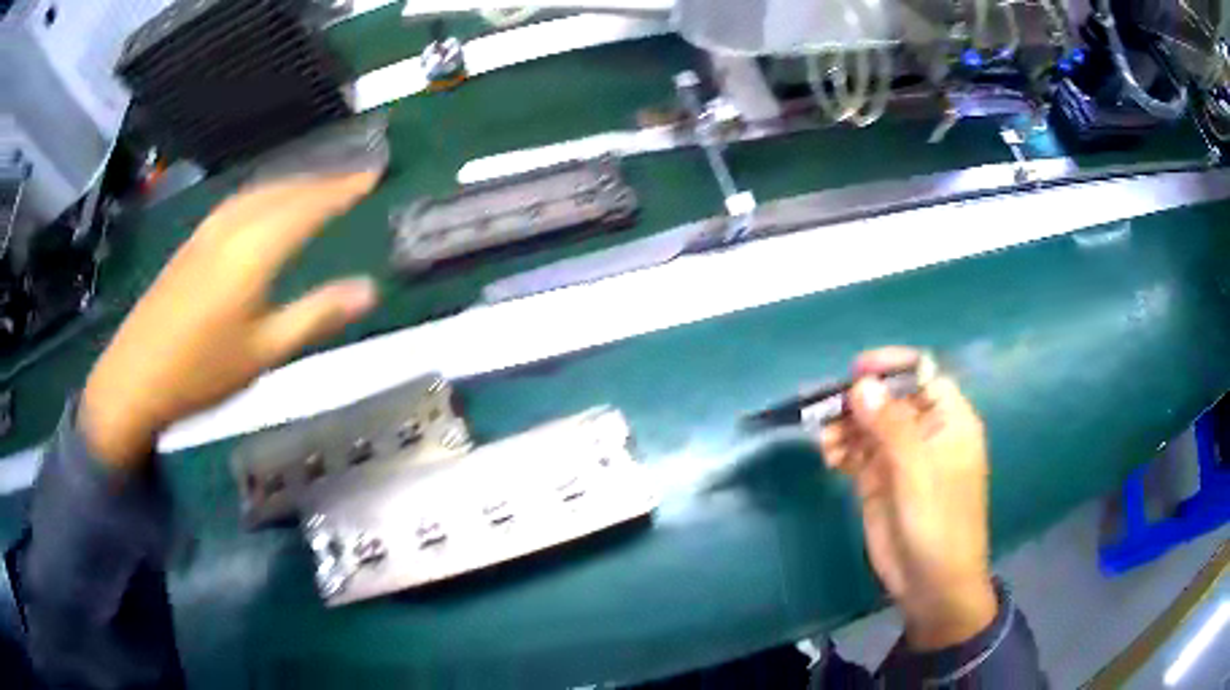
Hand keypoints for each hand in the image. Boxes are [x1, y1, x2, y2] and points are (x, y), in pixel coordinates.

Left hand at [80, 172, 380, 469]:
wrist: (132, 379)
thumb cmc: (201, 373)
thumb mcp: (263, 353)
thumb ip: (315, 316)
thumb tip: (370, 290)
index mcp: (253, 251)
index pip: (308, 206)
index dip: (344, 188)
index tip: (375, 174)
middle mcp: (231, 228)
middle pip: (284, 190)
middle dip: (323, 180)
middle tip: (356, 176)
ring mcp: (207, 232)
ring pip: (260, 191)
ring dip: (295, 182)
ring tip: (320, 184)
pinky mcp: (192, 242)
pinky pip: (239, 202)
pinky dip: (266, 193)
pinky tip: (267, 204)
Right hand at [818, 347, 995, 650]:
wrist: (932, 584)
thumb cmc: (939, 523)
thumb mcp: (918, 473)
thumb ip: (891, 427)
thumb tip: (861, 385)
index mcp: (949, 421)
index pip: (921, 375)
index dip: (891, 367)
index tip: (855, 372)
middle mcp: (924, 432)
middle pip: (888, 399)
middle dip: (858, 400)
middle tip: (824, 409)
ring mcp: (901, 457)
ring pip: (868, 425)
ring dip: (844, 426)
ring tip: (824, 440)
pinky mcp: (879, 481)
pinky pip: (857, 453)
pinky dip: (841, 449)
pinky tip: (828, 456)